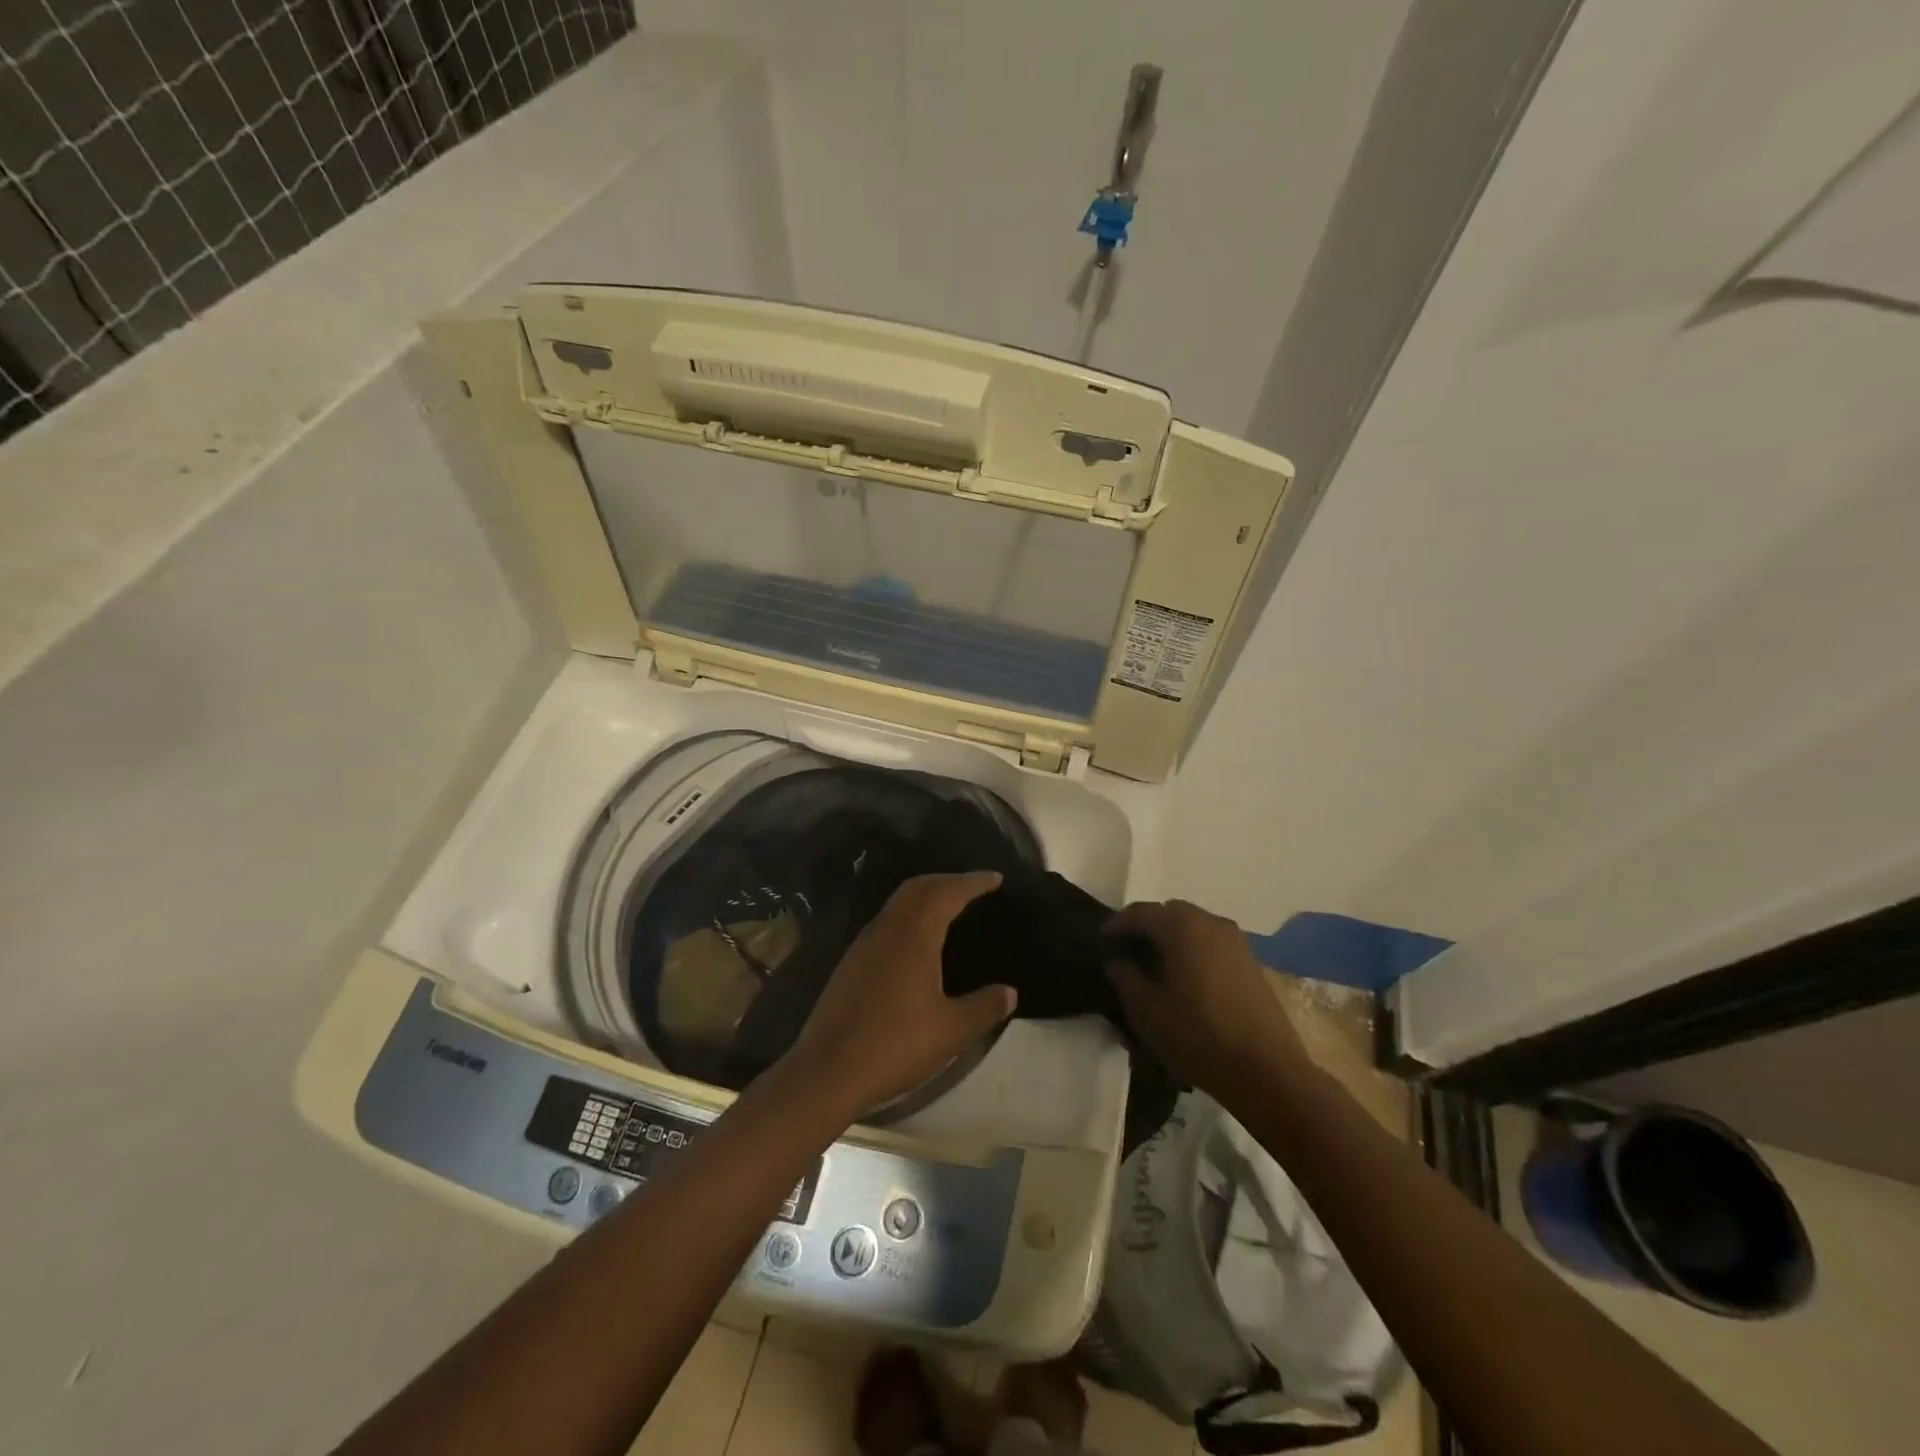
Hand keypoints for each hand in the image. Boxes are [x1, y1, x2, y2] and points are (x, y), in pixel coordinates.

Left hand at [785, 873, 1016, 1120]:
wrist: (828, 1071)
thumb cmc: (895, 1045)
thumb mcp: (951, 1031)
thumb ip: (984, 1007)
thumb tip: (1009, 992)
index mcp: (913, 935)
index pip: (946, 892)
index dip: (972, 882)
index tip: (995, 878)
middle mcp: (886, 929)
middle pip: (918, 888)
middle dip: (948, 881)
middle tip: (974, 886)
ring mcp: (864, 945)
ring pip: (898, 903)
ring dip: (925, 896)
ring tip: (949, 907)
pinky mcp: (850, 963)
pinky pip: (886, 922)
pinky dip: (909, 915)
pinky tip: (916, 941)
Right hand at [1103, 900, 1311, 1099]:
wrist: (1268, 1072)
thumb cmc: (1198, 1037)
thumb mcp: (1146, 1011)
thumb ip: (1124, 977)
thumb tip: (1117, 960)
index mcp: (1182, 927)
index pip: (1140, 912)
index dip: (1117, 924)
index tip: (1102, 940)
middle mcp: (1210, 922)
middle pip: (1169, 913)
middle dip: (1146, 927)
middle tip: (1129, 951)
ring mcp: (1236, 941)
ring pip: (1194, 926)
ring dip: (1172, 937)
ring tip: (1156, 965)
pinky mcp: (1251, 961)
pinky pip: (1212, 942)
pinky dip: (1193, 949)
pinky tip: (1186, 978)